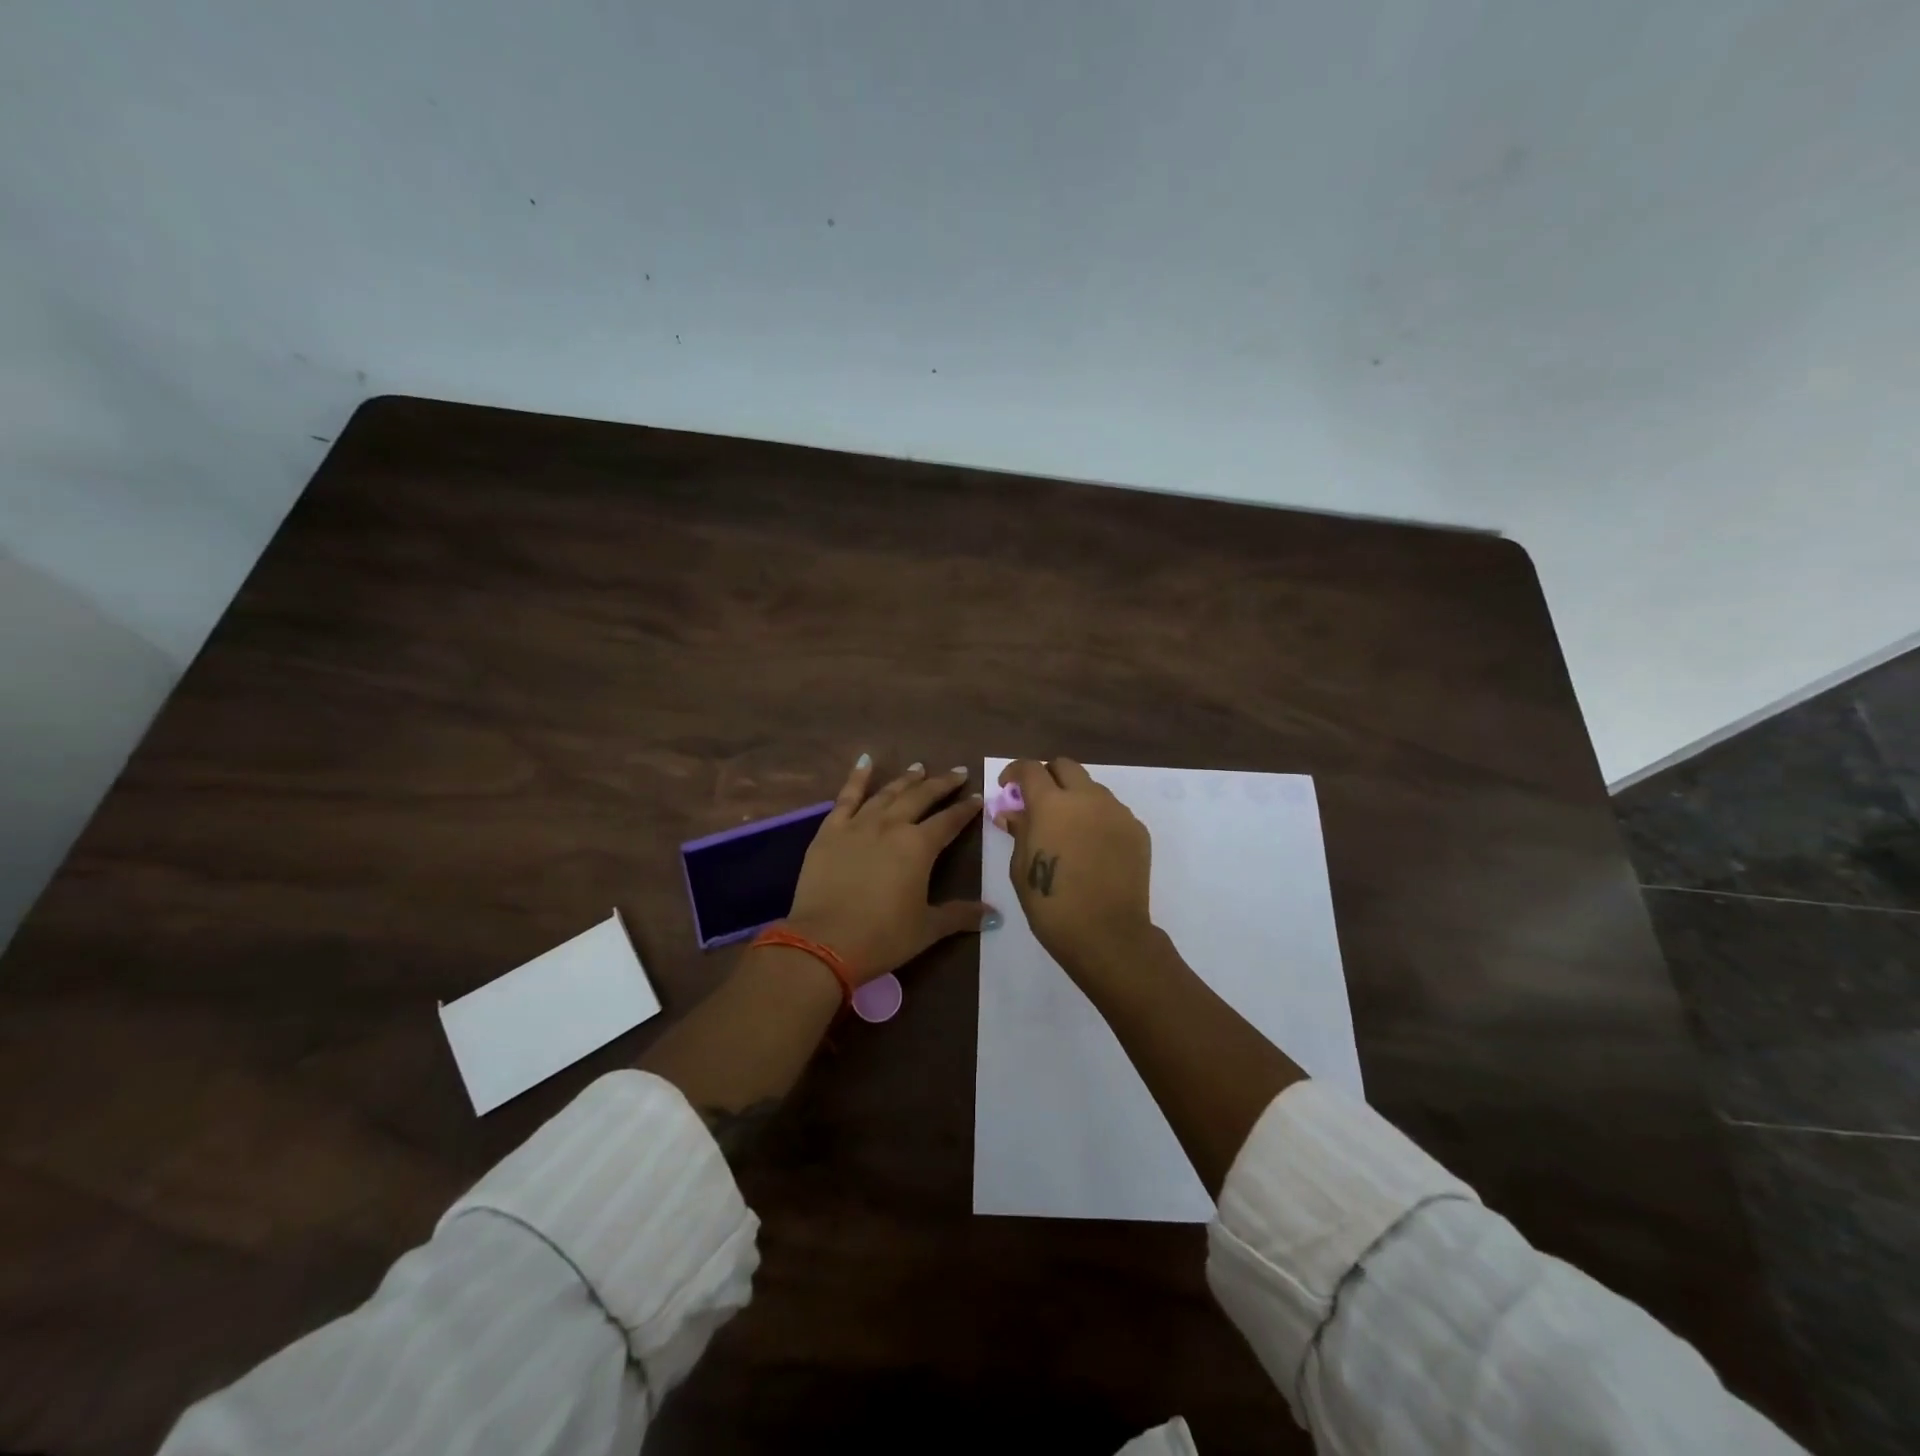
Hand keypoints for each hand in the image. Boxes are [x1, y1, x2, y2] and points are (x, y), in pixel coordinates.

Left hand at [784, 755, 991, 983]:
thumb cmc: (882, 937)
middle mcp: (891, 826)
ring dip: (905, 779)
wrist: (824, 943)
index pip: (949, 821)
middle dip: (941, 784)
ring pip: (887, 793)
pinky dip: (857, 778)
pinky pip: (846, 797)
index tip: (978, 796)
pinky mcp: (830, 831)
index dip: (965, 809)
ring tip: (919, 767)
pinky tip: (865, 761)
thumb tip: (995, 915)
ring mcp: (858, 825)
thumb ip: (960, 915)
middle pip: (921, 797)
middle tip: (956, 772)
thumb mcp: (927, 929)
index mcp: (919, 847)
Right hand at [996, 758, 1154, 984]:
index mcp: (1051, 804)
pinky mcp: (1137, 830)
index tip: (1008, 788)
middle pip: (1065, 766)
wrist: (1107, 934)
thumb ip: (1019, 831)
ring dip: (1075, 797)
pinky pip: (1112, 812)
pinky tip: (1091, 847)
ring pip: (1092, 788)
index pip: (1030, 768)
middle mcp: (1087, 797)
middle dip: (1047, 776)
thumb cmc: (1052, 904)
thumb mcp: (1021, 868)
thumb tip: (1012, 812)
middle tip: (1037, 801)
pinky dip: (1097, 818)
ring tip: (1067, 828)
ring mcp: (1116, 812)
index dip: (1014, 772)